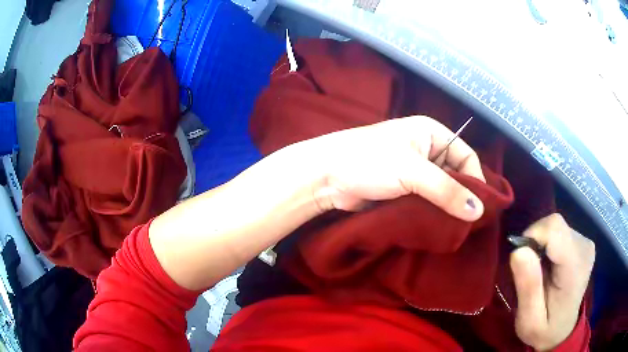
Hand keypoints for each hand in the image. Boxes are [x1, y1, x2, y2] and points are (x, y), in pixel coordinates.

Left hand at [300, 116, 485, 221]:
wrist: (326, 177)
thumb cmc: (369, 162)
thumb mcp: (412, 172)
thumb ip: (447, 190)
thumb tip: (478, 211)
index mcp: (432, 133)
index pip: (466, 155)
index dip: (476, 180)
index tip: (479, 207)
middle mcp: (426, 150)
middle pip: (455, 174)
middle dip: (462, 197)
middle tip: (467, 223)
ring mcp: (414, 171)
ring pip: (441, 191)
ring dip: (446, 208)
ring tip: (454, 229)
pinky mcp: (404, 190)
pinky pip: (427, 202)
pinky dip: (432, 213)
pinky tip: (437, 228)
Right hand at [510, 214, 594, 350]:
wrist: (562, 331)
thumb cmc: (544, 330)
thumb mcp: (529, 320)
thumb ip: (527, 287)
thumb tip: (518, 251)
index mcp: (575, 267)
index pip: (554, 228)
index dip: (532, 237)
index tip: (522, 263)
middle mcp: (584, 247)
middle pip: (554, 225)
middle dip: (535, 243)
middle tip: (529, 273)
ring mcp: (585, 242)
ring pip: (556, 226)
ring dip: (541, 245)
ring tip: (539, 272)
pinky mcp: (582, 241)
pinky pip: (560, 231)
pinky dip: (548, 245)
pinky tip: (549, 265)